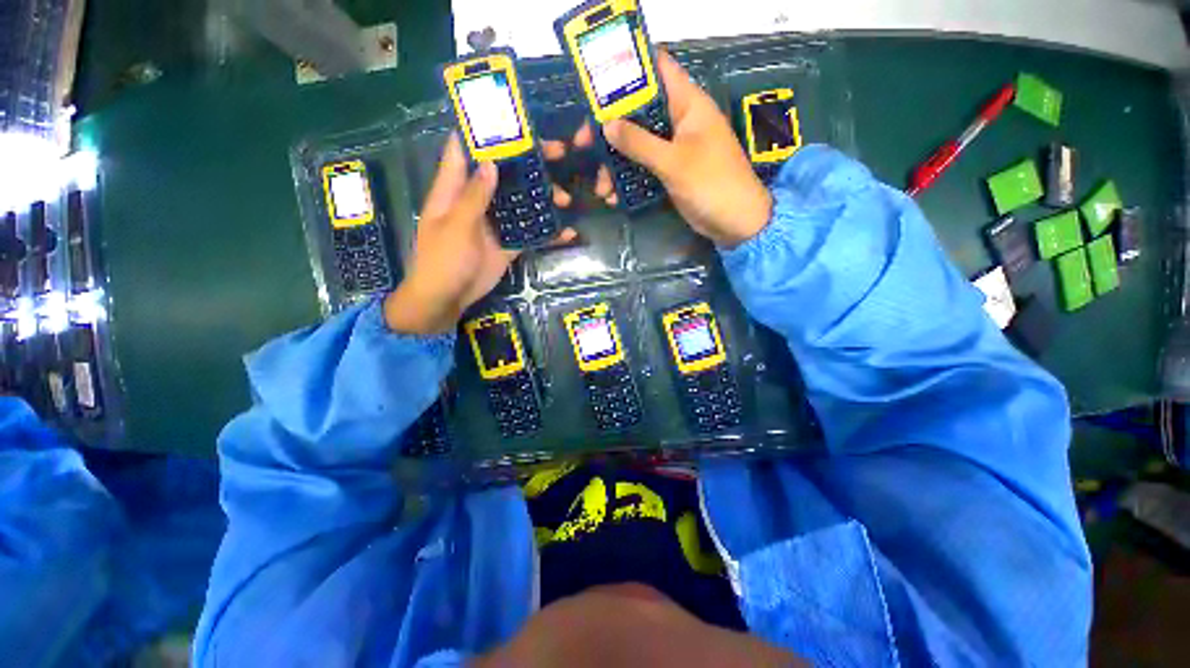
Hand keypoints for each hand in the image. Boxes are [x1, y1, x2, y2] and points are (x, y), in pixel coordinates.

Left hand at [383, 135, 574, 334]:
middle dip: (526, 163)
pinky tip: (568, 232)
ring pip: (519, 202)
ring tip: (566, 197)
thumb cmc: (442, 261)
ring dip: (541, 198)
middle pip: (502, 174)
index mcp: (454, 190)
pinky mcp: (507, 244)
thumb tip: (491, 163)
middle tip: (557, 153)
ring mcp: (494, 223)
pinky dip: (546, 232)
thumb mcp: (455, 227)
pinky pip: (529, 233)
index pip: (465, 151)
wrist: (447, 299)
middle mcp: (476, 201)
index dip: (482, 132)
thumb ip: (474, 197)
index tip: (508, 116)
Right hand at [599, 50, 772, 248]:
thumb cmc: (711, 183)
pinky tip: (614, 197)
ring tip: (601, 187)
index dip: (628, 70)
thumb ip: (640, 143)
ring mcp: (674, 147)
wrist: (735, 222)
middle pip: (638, 111)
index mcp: (687, 103)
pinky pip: (643, 168)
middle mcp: (679, 120)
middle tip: (584, 143)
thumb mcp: (674, 162)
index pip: (657, 70)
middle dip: (609, 127)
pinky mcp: (670, 171)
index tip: (596, 86)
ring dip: (615, 163)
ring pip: (636, 144)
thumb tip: (606, 125)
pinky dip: (627, 180)